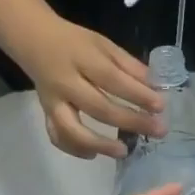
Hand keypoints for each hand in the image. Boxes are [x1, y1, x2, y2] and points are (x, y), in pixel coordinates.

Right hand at [20, 18, 164, 158]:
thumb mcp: (103, 44)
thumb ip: (128, 65)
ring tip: (124, 151)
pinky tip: (94, 154)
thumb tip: (155, 87)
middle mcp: (65, 82)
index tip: (161, 106)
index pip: (112, 80)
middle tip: (157, 130)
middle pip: (98, 107)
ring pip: (73, 129)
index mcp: (82, 59)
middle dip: (130, 121)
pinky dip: (74, 149)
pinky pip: (57, 136)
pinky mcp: (45, 113)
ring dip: (100, 144)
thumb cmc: (74, 41)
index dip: (137, 94)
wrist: (33, 40)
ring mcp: (52, 101)